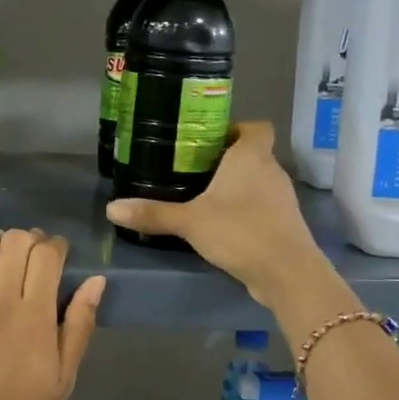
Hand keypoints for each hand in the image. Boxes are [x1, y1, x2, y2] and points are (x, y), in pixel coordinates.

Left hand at [0, 230, 104, 399]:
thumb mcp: (63, 378)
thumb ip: (80, 325)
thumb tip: (96, 281)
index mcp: (34, 318)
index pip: (46, 255)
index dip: (56, 246)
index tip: (58, 256)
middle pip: (15, 242)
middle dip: (29, 241)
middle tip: (31, 258)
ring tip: (0, 260)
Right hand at [105, 122, 325, 306]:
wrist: (286, 272)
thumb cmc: (240, 231)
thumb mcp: (190, 221)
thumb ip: (153, 213)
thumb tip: (112, 208)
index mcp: (251, 156)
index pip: (256, 127)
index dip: (237, 129)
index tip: (210, 141)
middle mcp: (271, 171)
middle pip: (253, 154)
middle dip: (228, 160)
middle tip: (194, 170)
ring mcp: (282, 198)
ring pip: (258, 182)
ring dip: (237, 187)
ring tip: (205, 198)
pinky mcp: (284, 224)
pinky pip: (262, 207)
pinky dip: (246, 211)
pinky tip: (223, 226)